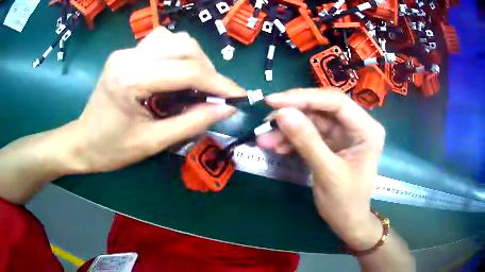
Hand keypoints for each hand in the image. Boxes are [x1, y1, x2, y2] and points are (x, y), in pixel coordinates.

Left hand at [70, 27, 244, 172]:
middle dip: (208, 69)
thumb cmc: (112, 149)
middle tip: (217, 93)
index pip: (186, 70)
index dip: (218, 83)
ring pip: (174, 39)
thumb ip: (192, 123)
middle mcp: (128, 57)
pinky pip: (160, 42)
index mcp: (130, 80)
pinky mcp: (126, 53)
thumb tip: (226, 109)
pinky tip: (177, 70)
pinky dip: (177, 52)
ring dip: (194, 58)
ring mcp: (126, 52)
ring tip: (199, 82)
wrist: (83, 142)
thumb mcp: (153, 142)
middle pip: (183, 45)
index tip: (239, 96)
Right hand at [257, 88, 385, 249]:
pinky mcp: (331, 142)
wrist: (347, 223)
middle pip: (322, 108)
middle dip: (292, 114)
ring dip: (287, 129)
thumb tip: (282, 113)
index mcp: (367, 129)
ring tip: (265, 140)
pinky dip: (291, 139)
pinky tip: (277, 147)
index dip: (304, 98)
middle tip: (266, 123)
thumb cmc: (345, 202)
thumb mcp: (327, 172)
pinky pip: (309, 133)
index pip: (336, 101)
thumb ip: (307, 141)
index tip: (274, 102)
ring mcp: (343, 133)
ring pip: (311, 121)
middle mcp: (356, 125)